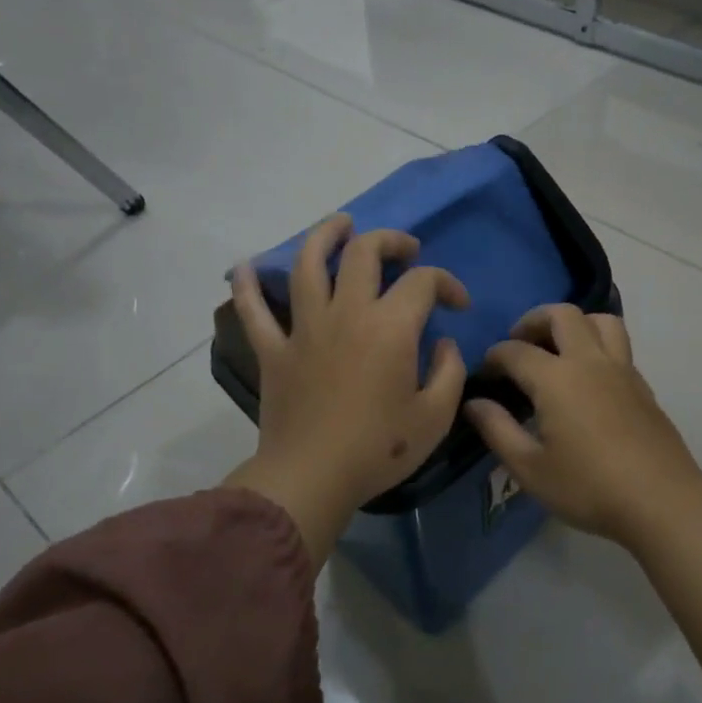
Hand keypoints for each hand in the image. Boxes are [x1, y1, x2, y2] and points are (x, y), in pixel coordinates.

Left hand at [223, 214, 469, 561]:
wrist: (312, 478)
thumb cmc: (379, 449)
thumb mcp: (435, 416)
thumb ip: (449, 372)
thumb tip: (442, 344)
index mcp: (390, 327)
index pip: (423, 282)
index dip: (447, 283)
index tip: (457, 303)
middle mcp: (347, 313)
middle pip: (364, 253)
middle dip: (390, 241)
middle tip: (406, 250)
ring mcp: (304, 328)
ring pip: (308, 264)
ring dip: (325, 236)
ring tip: (340, 224)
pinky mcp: (274, 350)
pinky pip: (253, 310)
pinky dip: (246, 286)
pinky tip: (244, 266)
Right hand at [465, 304, 701, 547]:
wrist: (661, 501)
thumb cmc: (588, 487)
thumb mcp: (530, 468)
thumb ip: (497, 429)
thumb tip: (474, 402)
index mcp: (557, 378)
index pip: (515, 351)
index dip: (493, 358)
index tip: (484, 375)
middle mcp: (590, 361)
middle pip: (562, 314)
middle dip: (533, 321)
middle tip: (519, 345)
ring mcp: (622, 369)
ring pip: (600, 320)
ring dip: (574, 323)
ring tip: (558, 349)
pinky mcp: (642, 384)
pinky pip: (618, 345)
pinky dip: (596, 344)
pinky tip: (587, 378)